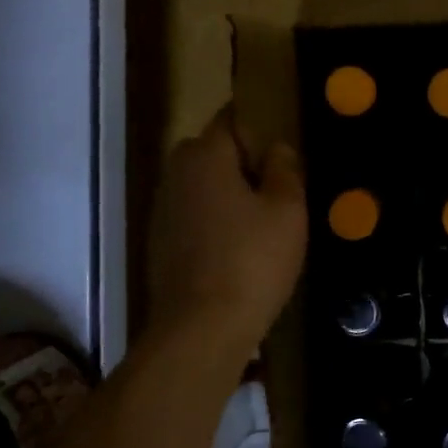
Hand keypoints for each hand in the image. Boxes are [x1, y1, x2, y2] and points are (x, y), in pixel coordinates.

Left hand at [148, 108, 306, 350]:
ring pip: (203, 186)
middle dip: (245, 161)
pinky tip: (240, 248)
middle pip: (214, 152)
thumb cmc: (252, 260)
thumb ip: (285, 169)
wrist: (201, 329)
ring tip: (264, 220)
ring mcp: (162, 209)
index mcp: (204, 155)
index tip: (286, 141)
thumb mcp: (287, 210)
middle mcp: (175, 173)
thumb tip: (277, 147)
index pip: (232, 118)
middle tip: (282, 186)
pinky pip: (194, 216)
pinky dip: (215, 221)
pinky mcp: (160, 243)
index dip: (261, 124)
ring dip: (229, 194)